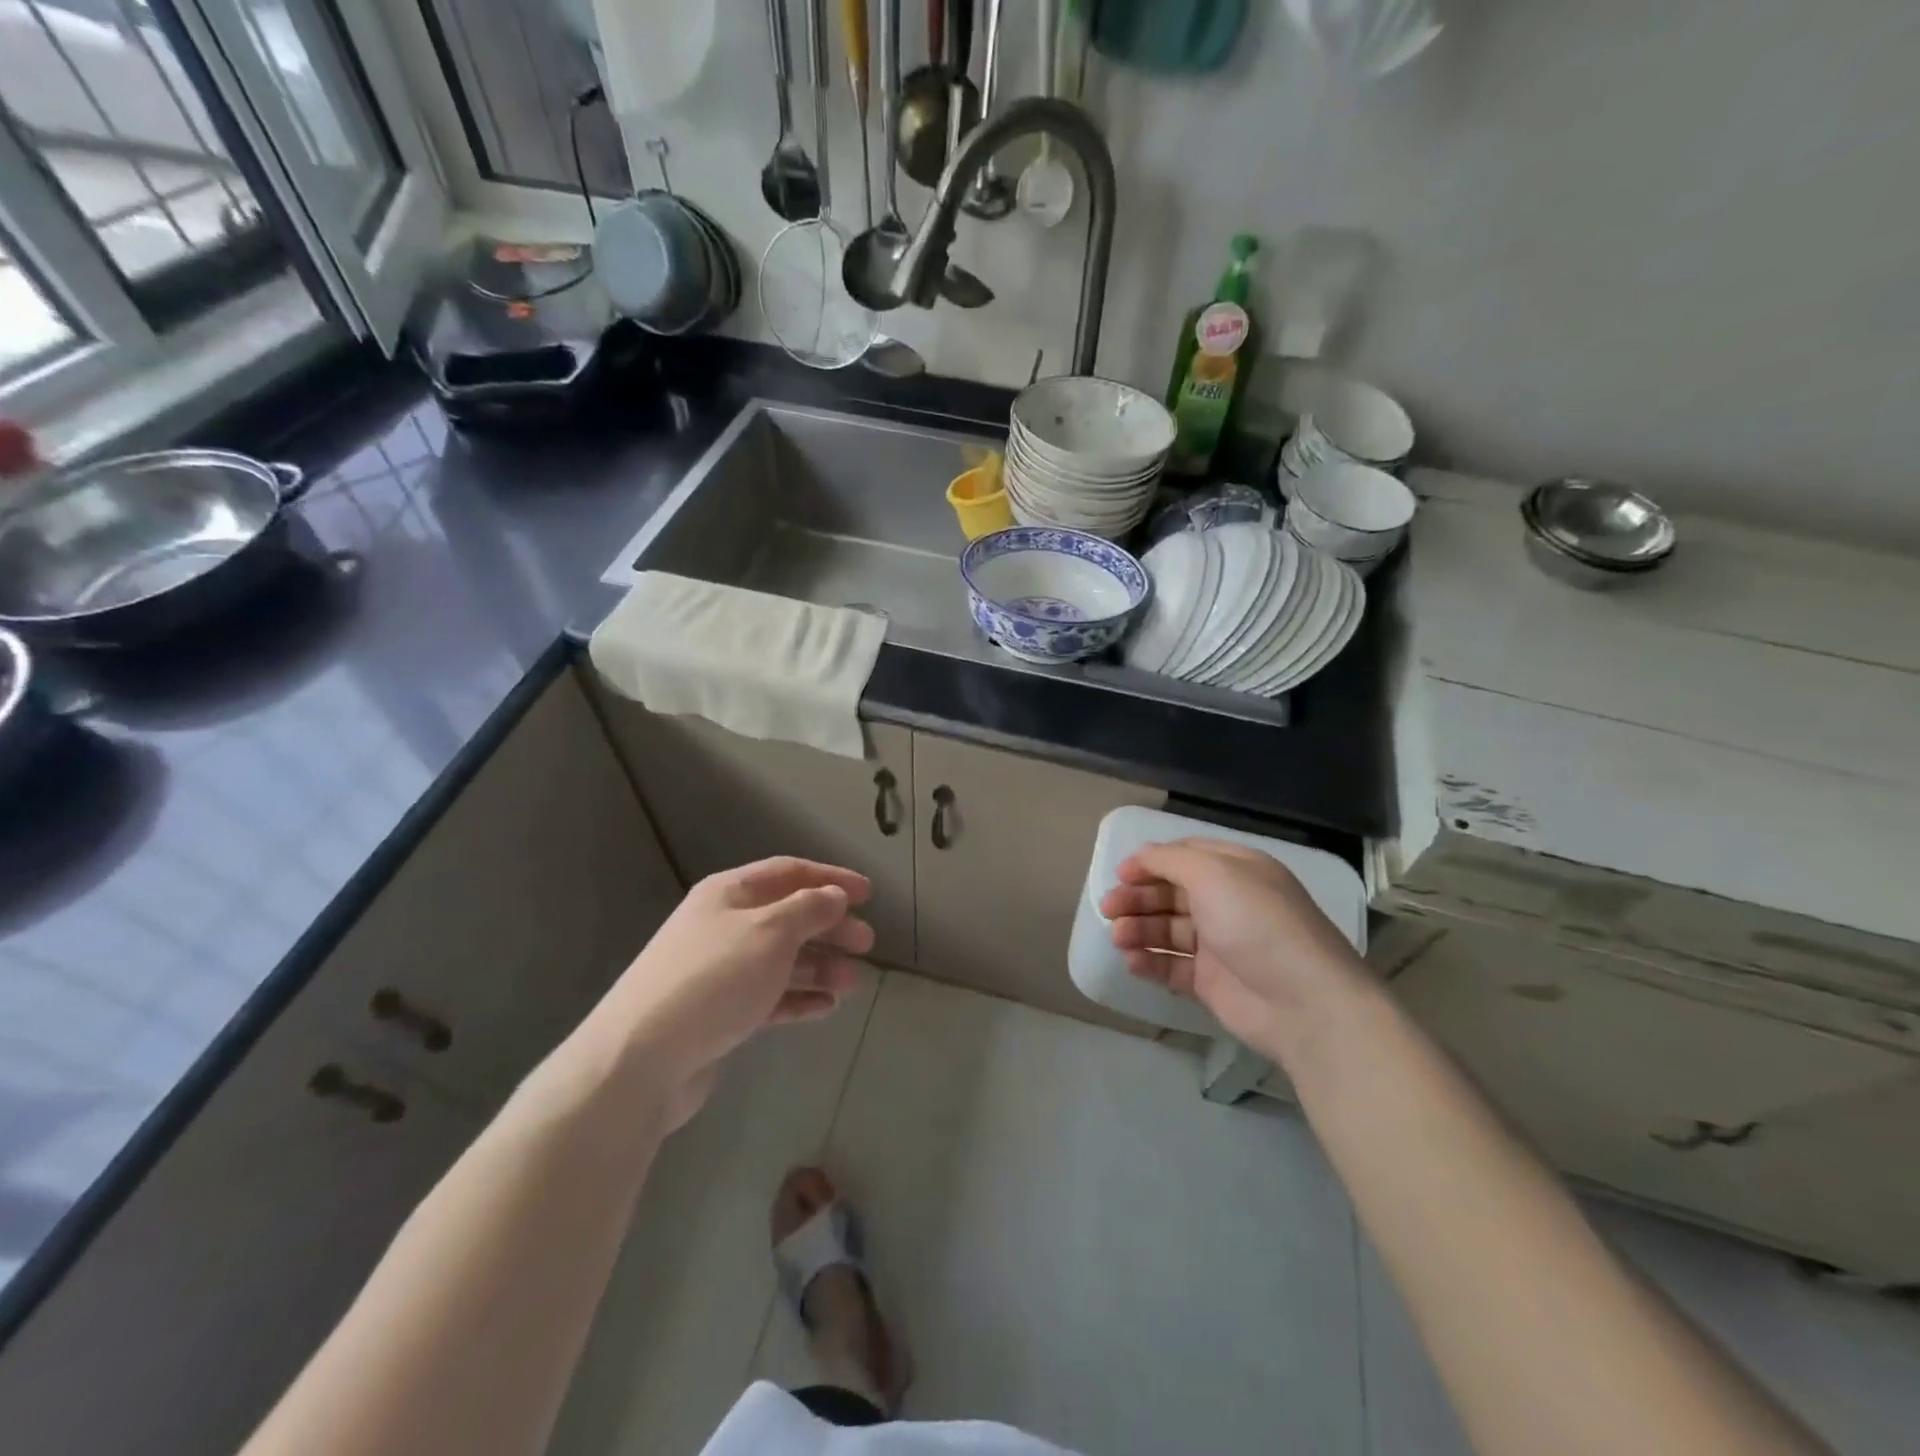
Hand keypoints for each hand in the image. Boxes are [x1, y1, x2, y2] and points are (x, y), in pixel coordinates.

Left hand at [586, 858, 874, 1128]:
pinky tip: (826, 1008)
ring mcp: (719, 971)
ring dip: (819, 966)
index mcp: (729, 893)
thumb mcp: (770, 933)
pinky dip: (798, 998)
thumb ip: (808, 909)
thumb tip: (833, 895)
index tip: (868, 894)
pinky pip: (768, 997)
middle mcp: (723, 925)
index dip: (830, 878)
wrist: (641, 1059)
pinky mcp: (718, 1014)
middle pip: (788, 916)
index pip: (788, 872)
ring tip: (853, 982)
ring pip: (781, 959)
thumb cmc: (714, 979)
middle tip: (867, 943)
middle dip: (830, 926)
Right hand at [1099, 838, 1369, 1062]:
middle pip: (1171, 893)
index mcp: (1236, 870)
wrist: (1302, 1002)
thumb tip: (1141, 855)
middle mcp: (1228, 902)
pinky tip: (1131, 962)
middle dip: (1138, 898)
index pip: (1185, 856)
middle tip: (1108, 909)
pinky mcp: (1212, 982)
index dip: (1150, 862)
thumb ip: (1170, 859)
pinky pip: (1172, 966)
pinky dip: (1150, 962)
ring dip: (1139, 929)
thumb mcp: (1213, 873)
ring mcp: (1220, 944)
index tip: (1120, 874)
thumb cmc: (1256, 923)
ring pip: (1168, 930)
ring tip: (1119, 938)